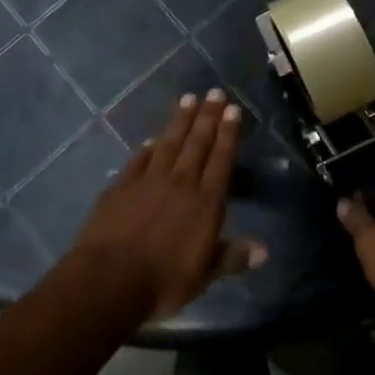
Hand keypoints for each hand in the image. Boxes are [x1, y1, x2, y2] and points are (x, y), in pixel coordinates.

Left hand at [69, 90, 266, 322]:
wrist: (109, 280)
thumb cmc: (163, 281)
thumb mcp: (204, 275)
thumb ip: (232, 257)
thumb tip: (265, 252)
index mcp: (206, 202)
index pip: (221, 159)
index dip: (228, 133)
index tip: (233, 110)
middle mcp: (181, 182)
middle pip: (197, 143)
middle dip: (208, 116)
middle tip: (215, 93)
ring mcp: (148, 180)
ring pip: (169, 143)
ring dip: (180, 121)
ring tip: (188, 99)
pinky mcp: (121, 186)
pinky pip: (138, 160)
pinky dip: (147, 148)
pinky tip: (151, 139)